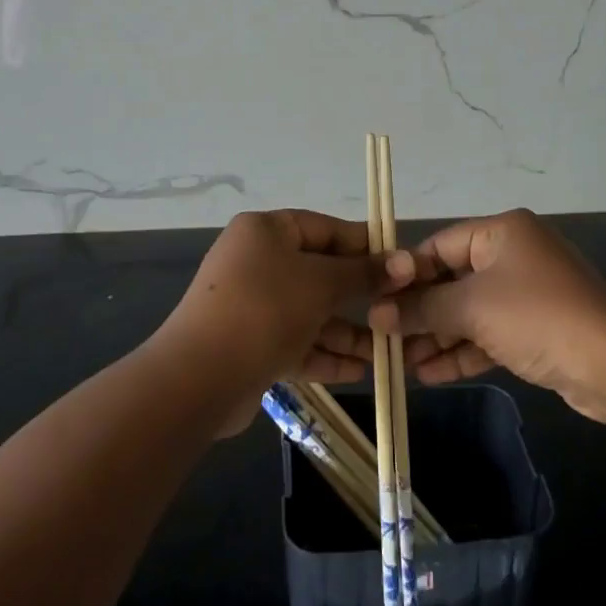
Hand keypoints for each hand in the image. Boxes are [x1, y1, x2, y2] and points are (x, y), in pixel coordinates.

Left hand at [154, 210, 410, 432]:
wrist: (200, 377)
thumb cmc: (266, 309)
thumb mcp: (321, 283)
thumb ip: (363, 273)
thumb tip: (405, 261)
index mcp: (266, 231)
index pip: (324, 228)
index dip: (363, 245)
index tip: (400, 264)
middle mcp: (256, 262)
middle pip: (319, 273)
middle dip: (359, 295)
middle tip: (397, 310)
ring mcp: (252, 305)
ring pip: (310, 312)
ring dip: (347, 331)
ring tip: (387, 351)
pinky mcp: (250, 345)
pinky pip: (296, 342)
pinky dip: (325, 354)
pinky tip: (360, 371)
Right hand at [368, 209, 605, 421]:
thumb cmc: (536, 316)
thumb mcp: (471, 308)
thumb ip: (422, 309)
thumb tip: (376, 314)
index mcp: (501, 232)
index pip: (439, 245)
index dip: (406, 274)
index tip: (375, 301)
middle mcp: (515, 255)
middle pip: (453, 280)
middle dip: (420, 312)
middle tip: (384, 338)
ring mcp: (528, 293)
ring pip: (470, 312)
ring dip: (438, 337)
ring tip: (401, 364)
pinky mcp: (537, 329)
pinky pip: (489, 334)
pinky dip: (463, 351)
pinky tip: (431, 375)